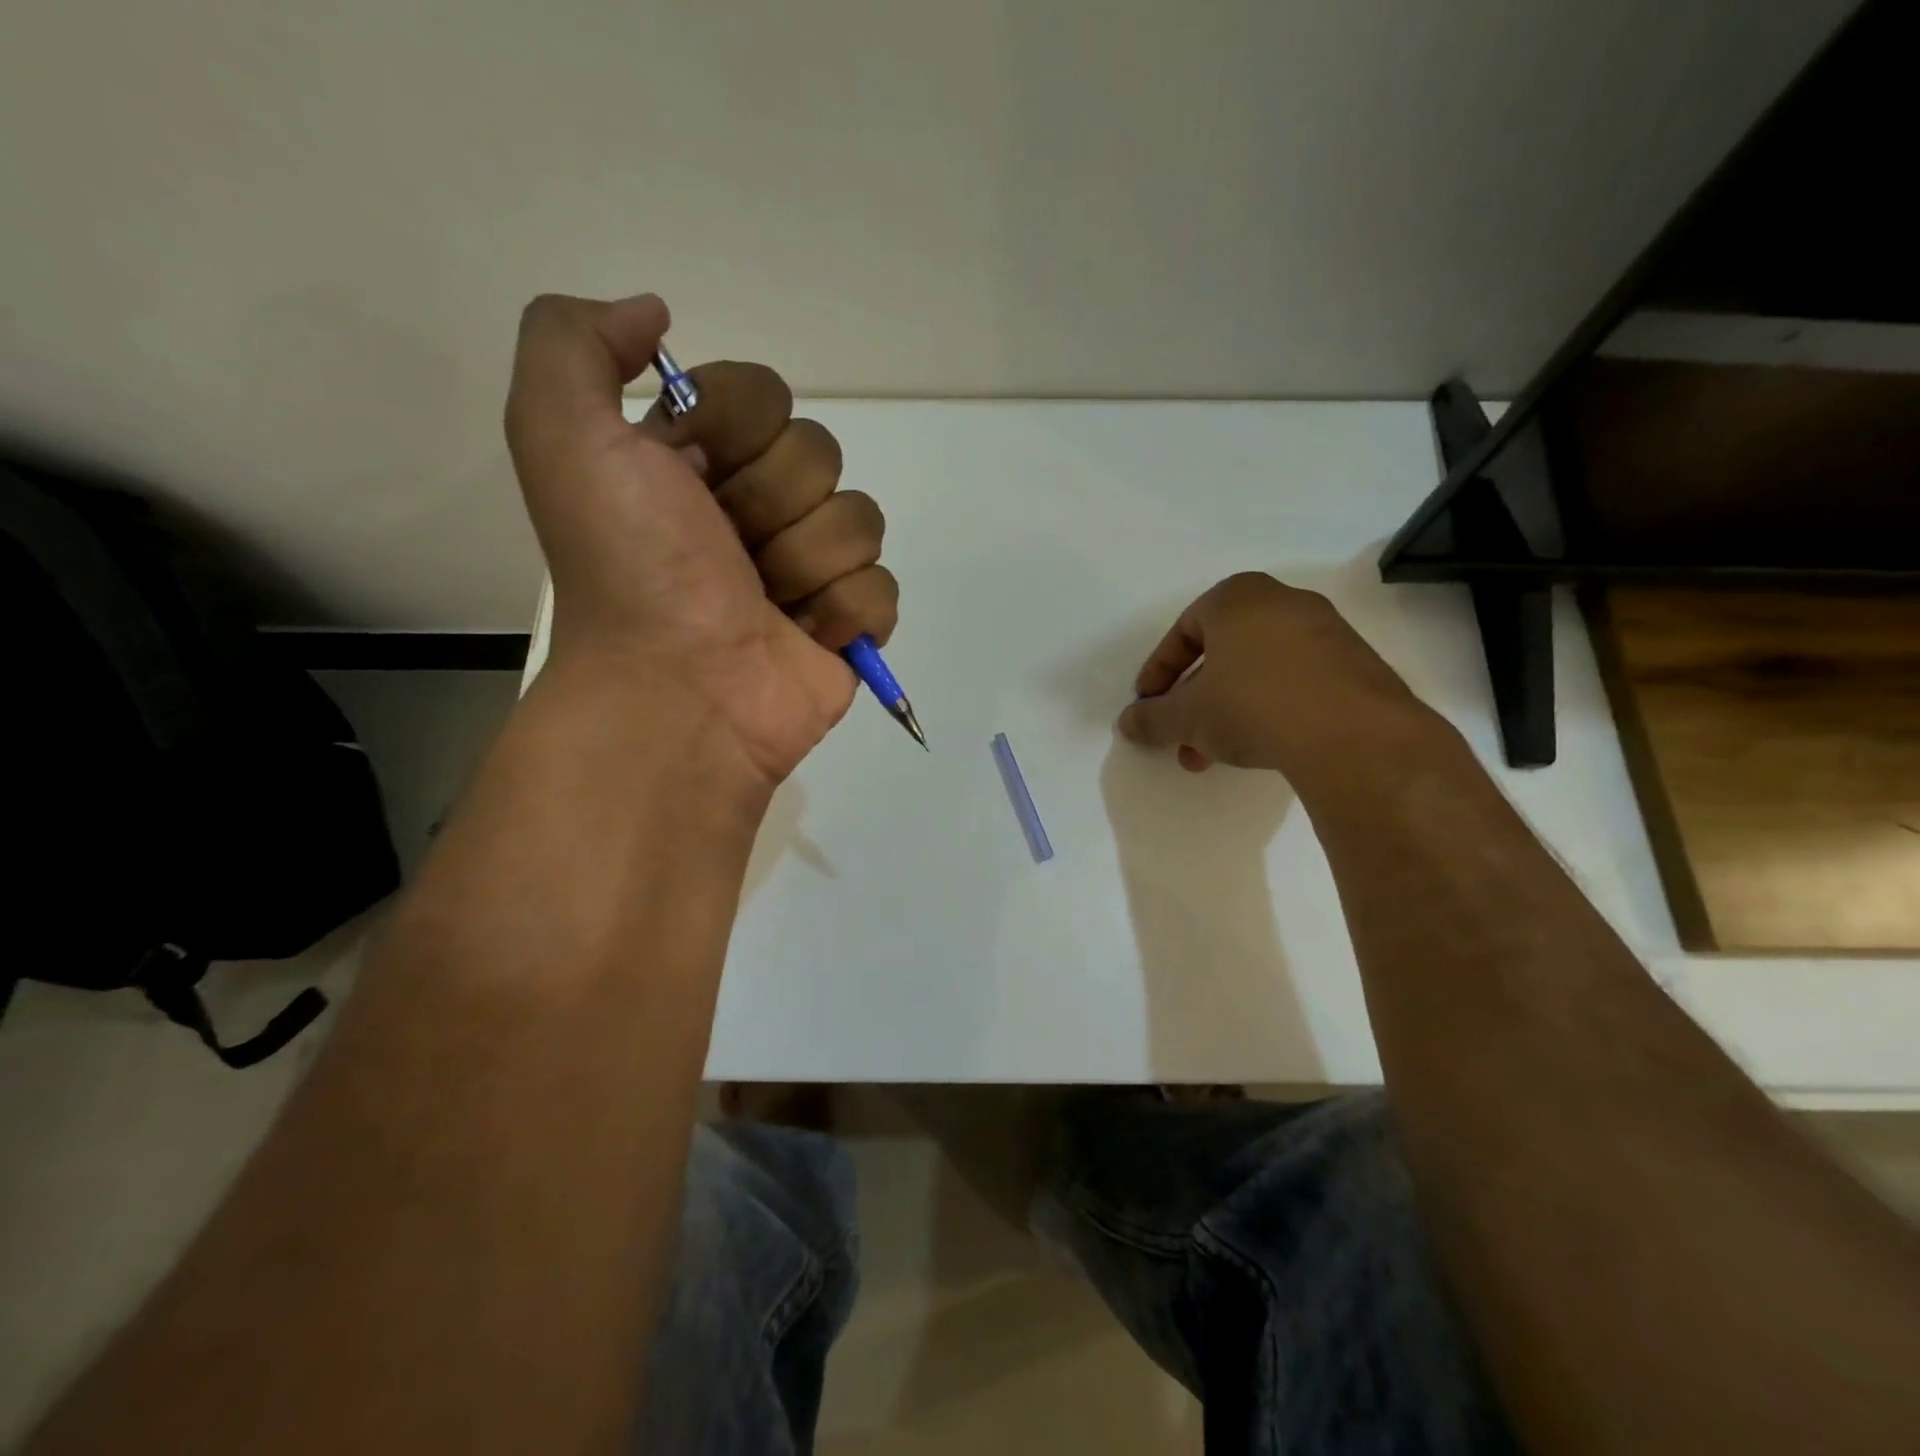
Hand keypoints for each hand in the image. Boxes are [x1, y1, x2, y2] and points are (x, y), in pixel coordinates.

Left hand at [506, 293, 895, 785]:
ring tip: (763, 603)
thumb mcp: (562, 434)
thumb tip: (655, 316)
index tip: (693, 473)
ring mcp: (809, 568)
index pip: (767, 393)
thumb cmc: (630, 567)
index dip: (736, 425)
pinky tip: (803, 635)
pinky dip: (844, 612)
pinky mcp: (848, 623)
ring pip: (859, 518)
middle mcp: (757, 508)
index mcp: (700, 460)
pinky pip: (882, 586)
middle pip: (820, 453)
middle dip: (772, 502)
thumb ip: (576, 343)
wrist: (676, 690)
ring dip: (806, 561)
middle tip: (727, 552)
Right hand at [1116, 573, 1440, 777]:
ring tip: (1212, 755)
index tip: (1148, 705)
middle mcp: (1284, 603)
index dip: (1159, 671)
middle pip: (1221, 652)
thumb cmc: (1251, 705)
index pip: (1184, 630)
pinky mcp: (1356, 667)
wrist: (1353, 735)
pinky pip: (1295, 683)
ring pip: (1257, 671)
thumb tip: (1129, 723)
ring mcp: (1327, 633)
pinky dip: (1268, 710)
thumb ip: (1152, 719)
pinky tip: (1261, 748)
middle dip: (1193, 699)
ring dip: (1227, 711)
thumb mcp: (1187, 717)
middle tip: (1180, 734)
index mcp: (1238, 598)